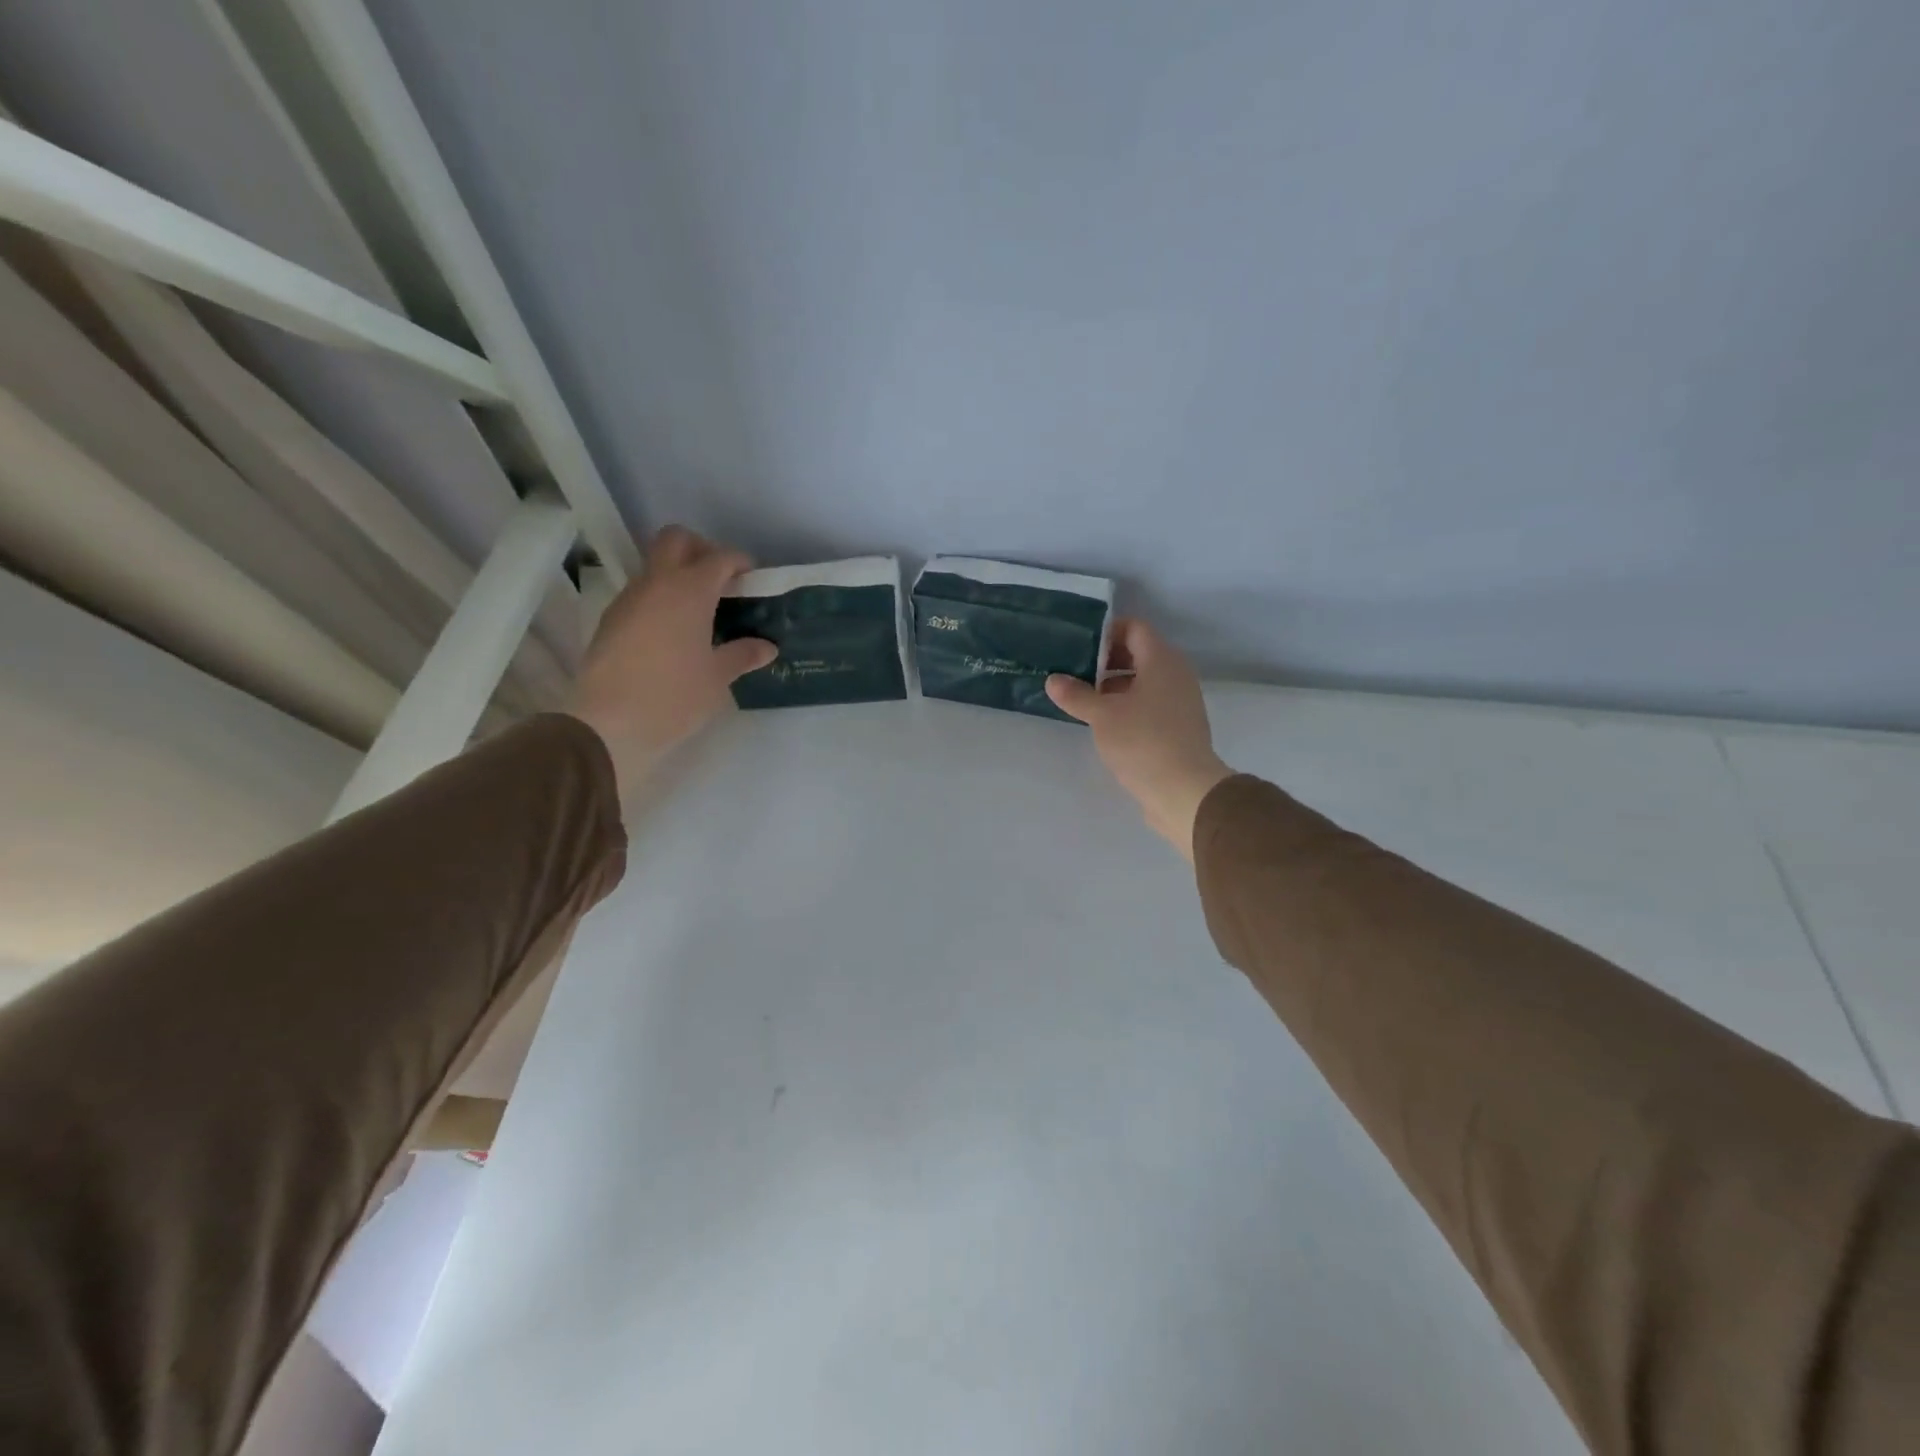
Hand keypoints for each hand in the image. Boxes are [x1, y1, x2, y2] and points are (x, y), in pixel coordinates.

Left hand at [566, 526, 775, 797]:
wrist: (609, 723)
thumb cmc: (674, 695)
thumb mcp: (717, 677)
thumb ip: (743, 654)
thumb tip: (766, 647)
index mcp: (689, 591)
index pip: (719, 557)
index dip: (740, 562)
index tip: (753, 578)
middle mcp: (656, 583)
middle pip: (676, 540)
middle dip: (701, 549)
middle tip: (721, 580)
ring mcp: (628, 599)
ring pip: (655, 567)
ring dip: (678, 576)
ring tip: (701, 612)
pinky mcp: (611, 619)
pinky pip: (642, 594)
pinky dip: (661, 600)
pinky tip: (674, 633)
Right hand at [1045, 620, 1233, 860]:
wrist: (1185, 791)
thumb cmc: (1143, 742)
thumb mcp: (1101, 716)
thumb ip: (1076, 695)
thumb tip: (1052, 680)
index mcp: (1162, 660)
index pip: (1134, 628)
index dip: (1106, 632)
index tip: (1079, 648)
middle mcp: (1176, 674)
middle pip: (1139, 653)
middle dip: (1106, 661)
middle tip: (1075, 674)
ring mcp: (1181, 701)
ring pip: (1144, 681)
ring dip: (1114, 686)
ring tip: (1084, 700)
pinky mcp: (1179, 726)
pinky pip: (1151, 703)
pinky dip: (1128, 705)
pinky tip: (1105, 723)